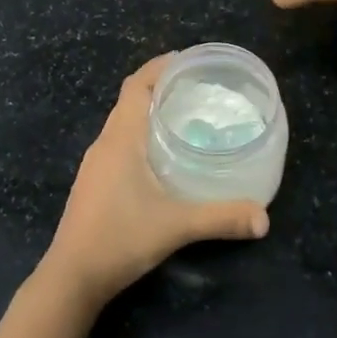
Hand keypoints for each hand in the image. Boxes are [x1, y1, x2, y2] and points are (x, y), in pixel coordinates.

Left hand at [40, 56, 268, 308]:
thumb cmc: (119, 238)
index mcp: (120, 139)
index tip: (186, 60)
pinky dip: (140, 135)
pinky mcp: (93, 183)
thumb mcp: (175, 226)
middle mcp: (105, 143)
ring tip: (184, 116)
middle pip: (129, 100)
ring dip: (148, 111)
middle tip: (196, 88)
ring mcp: (95, 164)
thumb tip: (264, 218)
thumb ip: (221, 218)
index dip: (158, 67)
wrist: (72, 277)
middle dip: (159, 87)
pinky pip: (118, 143)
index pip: (135, 86)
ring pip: (123, 123)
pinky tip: (161, 156)